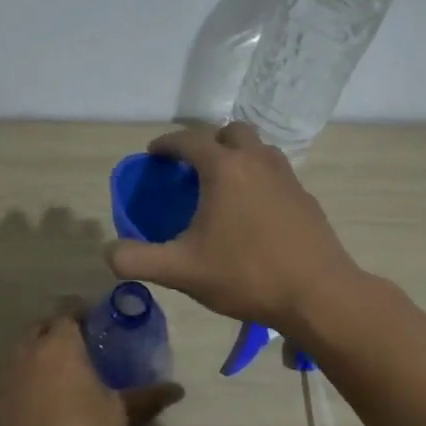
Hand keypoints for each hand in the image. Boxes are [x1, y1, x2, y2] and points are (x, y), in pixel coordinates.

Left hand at [0, 302, 183, 425]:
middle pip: (41, 327)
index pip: (68, 310)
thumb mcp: (116, 414)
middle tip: (79, 347)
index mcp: (59, 343)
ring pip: (22, 351)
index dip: (82, 312)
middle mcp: (28, 349)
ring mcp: (3, 373)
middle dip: (57, 330)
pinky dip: (22, 381)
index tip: (96, 323)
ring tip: (58, 376)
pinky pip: (8, 378)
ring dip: (38, 356)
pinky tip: (36, 402)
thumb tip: (178, 390)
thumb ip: (145, 398)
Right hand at [108, 123, 360, 332]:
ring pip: (258, 149)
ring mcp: (287, 177)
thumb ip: (137, 260)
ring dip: (237, 157)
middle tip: (192, 168)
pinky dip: (258, 178)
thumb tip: (109, 253)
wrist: (317, 293)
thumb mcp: (182, 271)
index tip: (153, 155)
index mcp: (224, 168)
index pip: (188, 140)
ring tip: (222, 186)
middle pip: (230, 132)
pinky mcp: (305, 197)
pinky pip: (276, 173)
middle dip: (208, 142)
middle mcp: (257, 161)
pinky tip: (253, 212)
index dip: (166, 144)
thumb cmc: (246, 275)